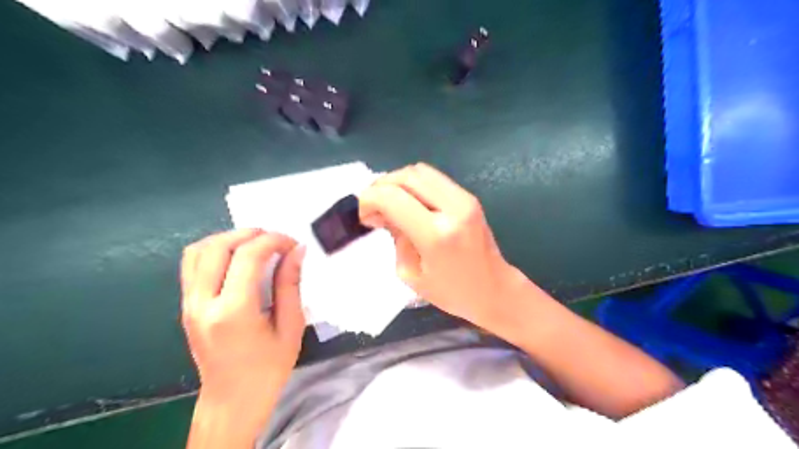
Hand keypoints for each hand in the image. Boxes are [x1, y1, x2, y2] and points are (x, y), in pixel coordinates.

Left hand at [180, 232, 306, 402]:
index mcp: (233, 311)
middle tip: (275, 239)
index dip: (273, 241)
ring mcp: (189, 304)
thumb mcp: (290, 327)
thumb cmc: (268, 368)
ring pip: (198, 251)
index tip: (292, 244)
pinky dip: (214, 250)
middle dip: (250, 234)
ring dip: (228, 238)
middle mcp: (203, 303)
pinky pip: (191, 265)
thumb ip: (290, 285)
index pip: (247, 256)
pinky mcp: (186, 306)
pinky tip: (236, 257)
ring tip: (255, 244)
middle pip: (218, 247)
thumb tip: (297, 251)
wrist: (232, 400)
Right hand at [359, 164, 529, 331]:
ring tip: (388, 202)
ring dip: (397, 181)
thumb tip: (383, 212)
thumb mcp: (411, 273)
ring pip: (420, 170)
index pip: (392, 197)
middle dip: (380, 186)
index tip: (363, 215)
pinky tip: (408, 202)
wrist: (494, 290)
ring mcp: (464, 199)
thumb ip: (396, 236)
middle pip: (406, 176)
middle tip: (372, 207)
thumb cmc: (452, 292)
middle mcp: (452, 208)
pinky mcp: (469, 197)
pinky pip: (433, 178)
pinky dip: (413, 184)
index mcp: (436, 234)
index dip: (369, 199)